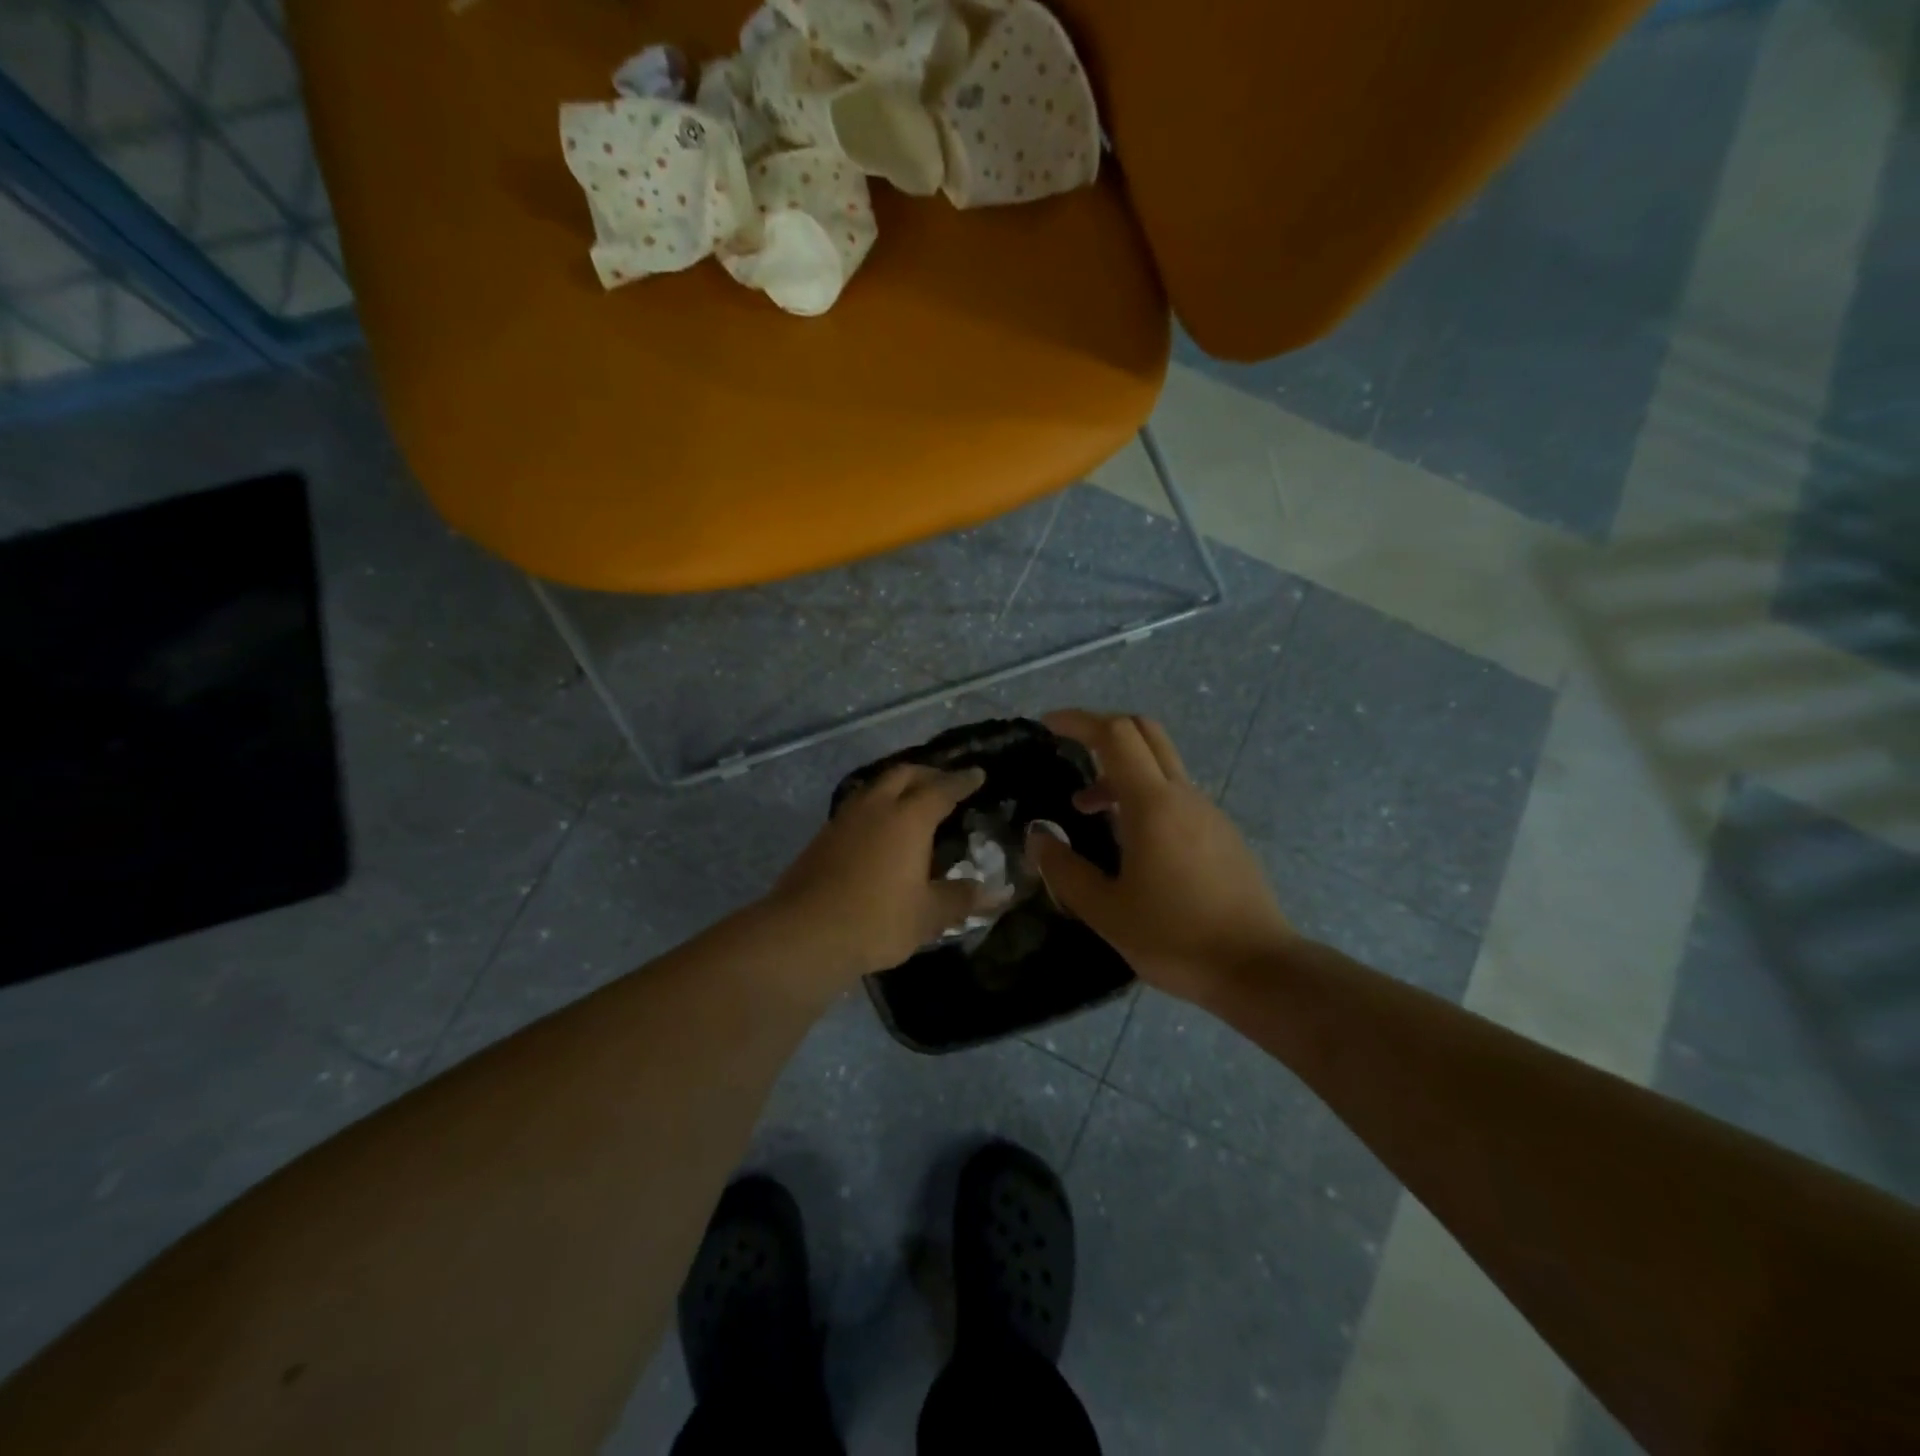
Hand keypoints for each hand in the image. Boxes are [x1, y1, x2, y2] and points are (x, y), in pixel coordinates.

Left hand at [765, 763, 992, 986]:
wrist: (804, 933)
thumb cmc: (876, 920)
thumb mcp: (927, 915)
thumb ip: (960, 898)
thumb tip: (993, 892)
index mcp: (908, 818)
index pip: (941, 789)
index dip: (962, 781)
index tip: (976, 774)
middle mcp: (876, 808)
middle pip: (904, 774)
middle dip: (927, 774)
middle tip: (944, 783)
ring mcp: (844, 820)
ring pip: (875, 787)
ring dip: (897, 787)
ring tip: (911, 802)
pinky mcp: (822, 837)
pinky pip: (857, 807)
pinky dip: (876, 807)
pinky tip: (879, 830)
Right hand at [1027, 711, 1295, 1004]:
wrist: (1259, 969)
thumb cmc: (1175, 938)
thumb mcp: (1106, 912)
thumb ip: (1065, 870)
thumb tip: (1038, 837)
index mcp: (1153, 805)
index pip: (1115, 734)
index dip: (1079, 721)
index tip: (1048, 725)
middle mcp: (1183, 796)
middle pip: (1145, 732)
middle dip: (1103, 730)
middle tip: (1070, 748)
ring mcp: (1208, 812)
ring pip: (1161, 765)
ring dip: (1120, 771)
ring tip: (1088, 810)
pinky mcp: (1222, 833)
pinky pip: (1176, 794)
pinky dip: (1144, 795)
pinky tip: (1130, 840)